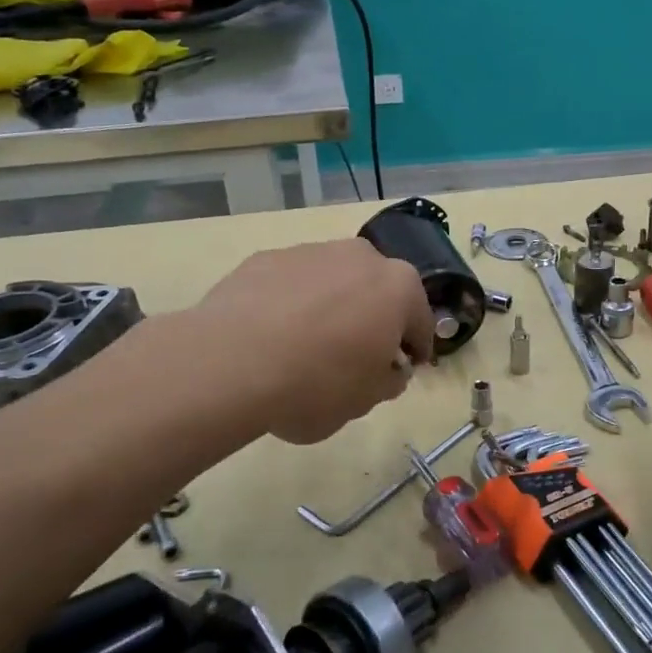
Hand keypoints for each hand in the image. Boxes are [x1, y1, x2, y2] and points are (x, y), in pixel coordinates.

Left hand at [193, 238, 434, 443]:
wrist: (230, 363)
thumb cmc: (318, 383)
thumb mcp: (367, 400)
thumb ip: (388, 380)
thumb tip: (388, 368)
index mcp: (398, 287)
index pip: (420, 323)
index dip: (414, 351)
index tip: (402, 371)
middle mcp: (361, 257)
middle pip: (378, 292)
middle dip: (374, 320)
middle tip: (356, 357)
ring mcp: (311, 252)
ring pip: (334, 283)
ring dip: (332, 308)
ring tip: (306, 348)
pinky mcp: (266, 258)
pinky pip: (292, 285)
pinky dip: (291, 305)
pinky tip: (271, 337)